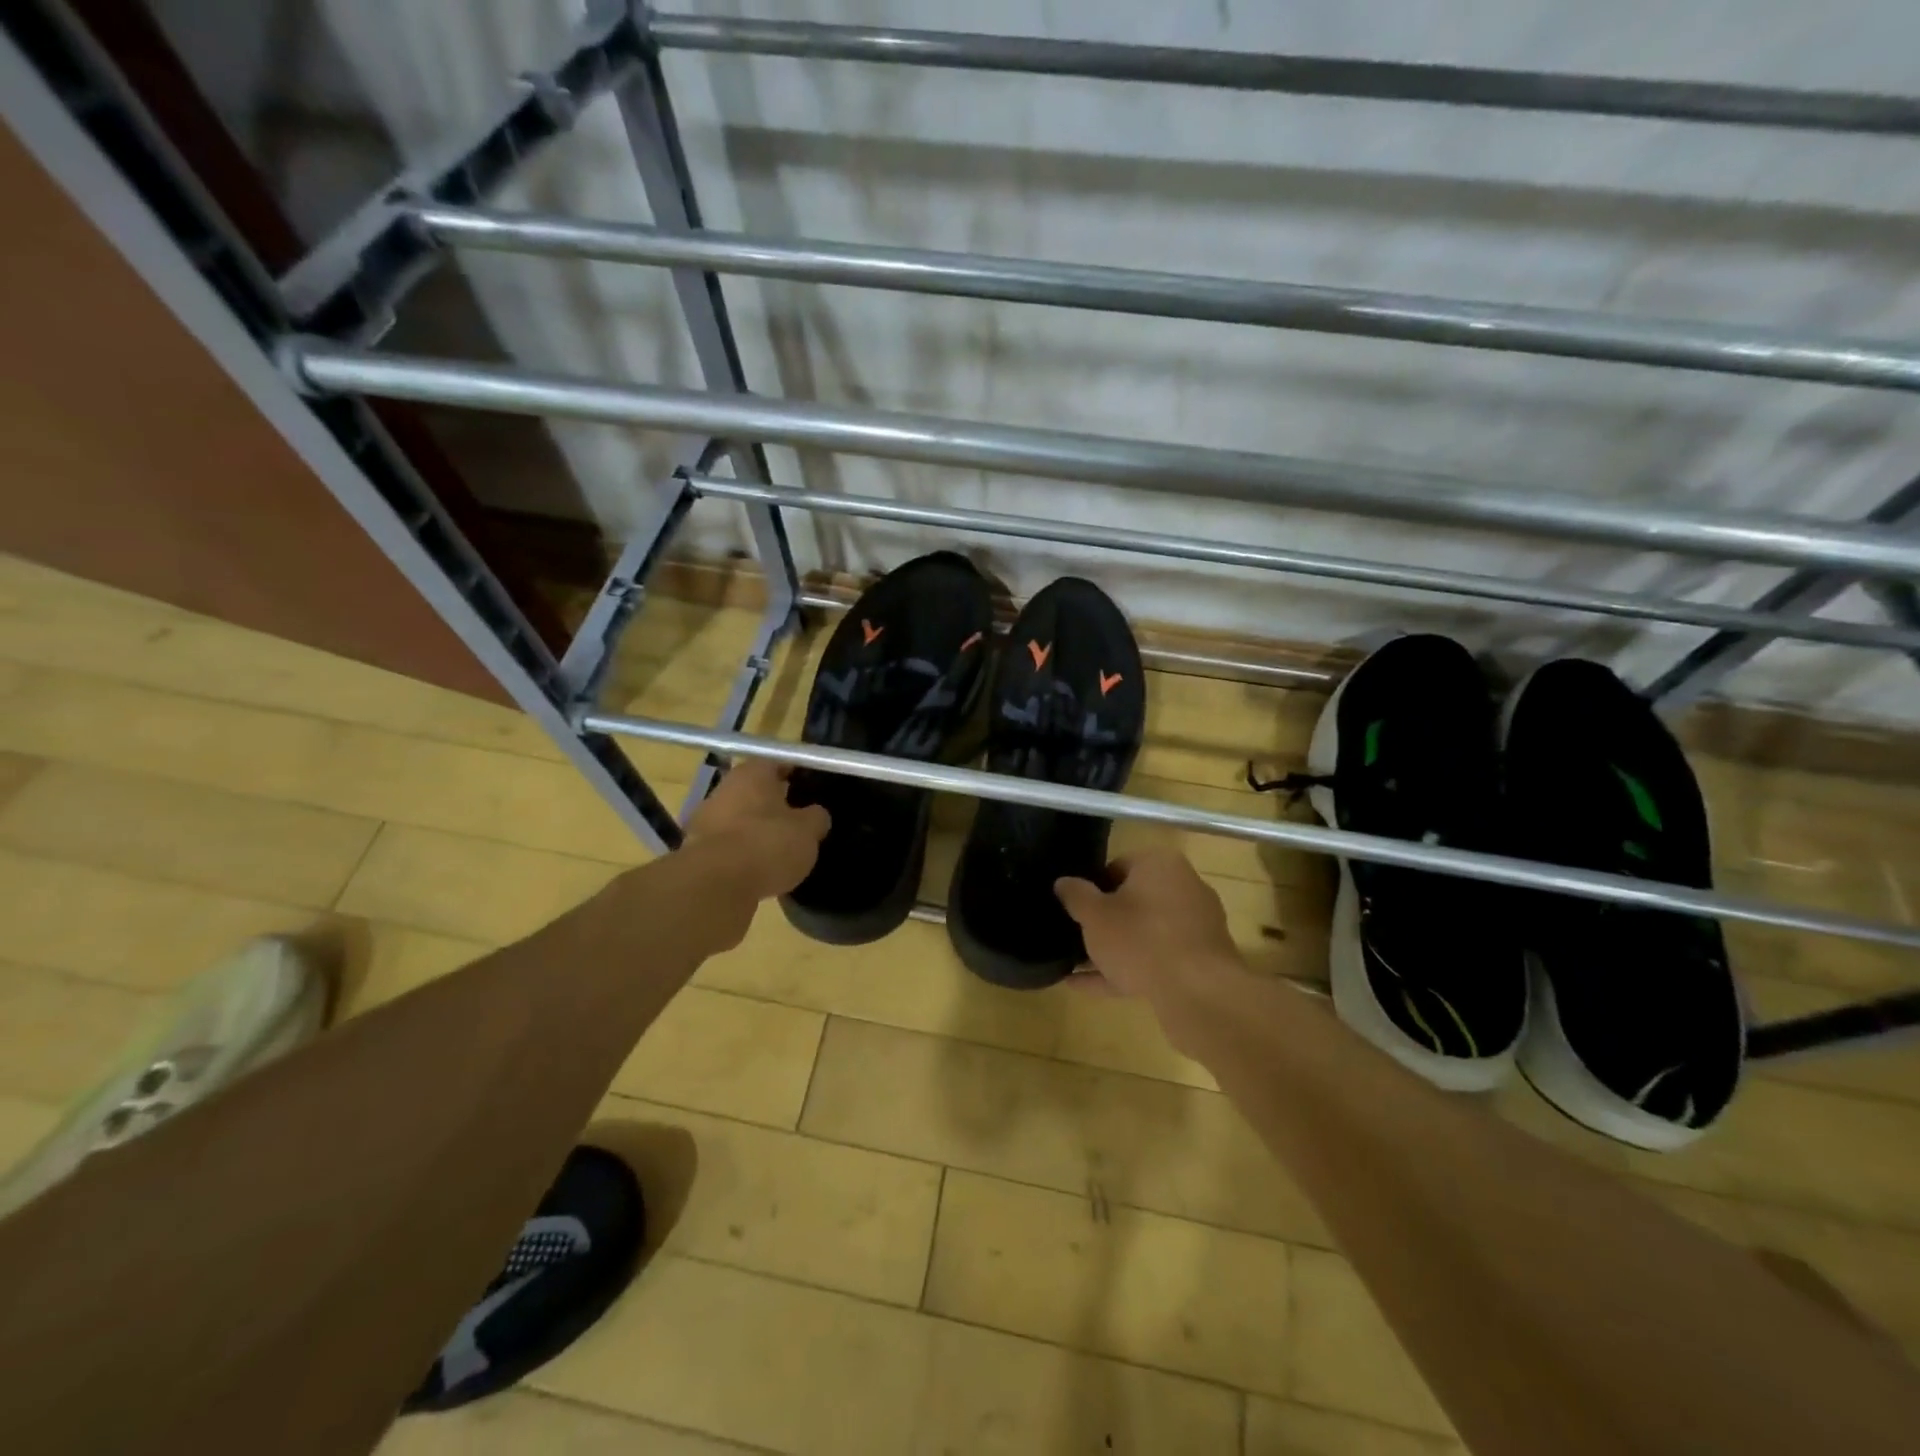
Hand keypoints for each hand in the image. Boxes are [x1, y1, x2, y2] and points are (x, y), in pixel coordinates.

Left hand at [682, 759, 830, 902]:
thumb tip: (815, 815)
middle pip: (756, 791)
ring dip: (756, 830)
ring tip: (780, 851)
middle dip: (775, 804)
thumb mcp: (808, 831)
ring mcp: (706, 819)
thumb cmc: (768, 844)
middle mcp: (725, 788)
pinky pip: (728, 845)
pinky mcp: (696, 850)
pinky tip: (759, 870)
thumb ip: (816, 818)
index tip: (811, 788)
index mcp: (753, 773)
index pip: (778, 763)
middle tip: (798, 821)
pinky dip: (742, 853)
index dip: (796, 774)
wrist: (716, 884)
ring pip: (740, 818)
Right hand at [1055, 850, 1242, 1050]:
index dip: (1092, 887)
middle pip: (1134, 900)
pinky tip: (1089, 987)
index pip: (1117, 866)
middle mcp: (1183, 887)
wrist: (1198, 993)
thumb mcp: (1095, 916)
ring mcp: (1195, 926)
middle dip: (1104, 921)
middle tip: (1076, 936)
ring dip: (1113, 949)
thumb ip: (1076, 895)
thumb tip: (1063, 882)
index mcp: (1159, 865)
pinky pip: (1156, 959)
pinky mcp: (1200, 960)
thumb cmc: (1141, 939)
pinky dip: (1126, 970)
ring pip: (1144, 933)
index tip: (1075, 909)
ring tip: (1076, 967)